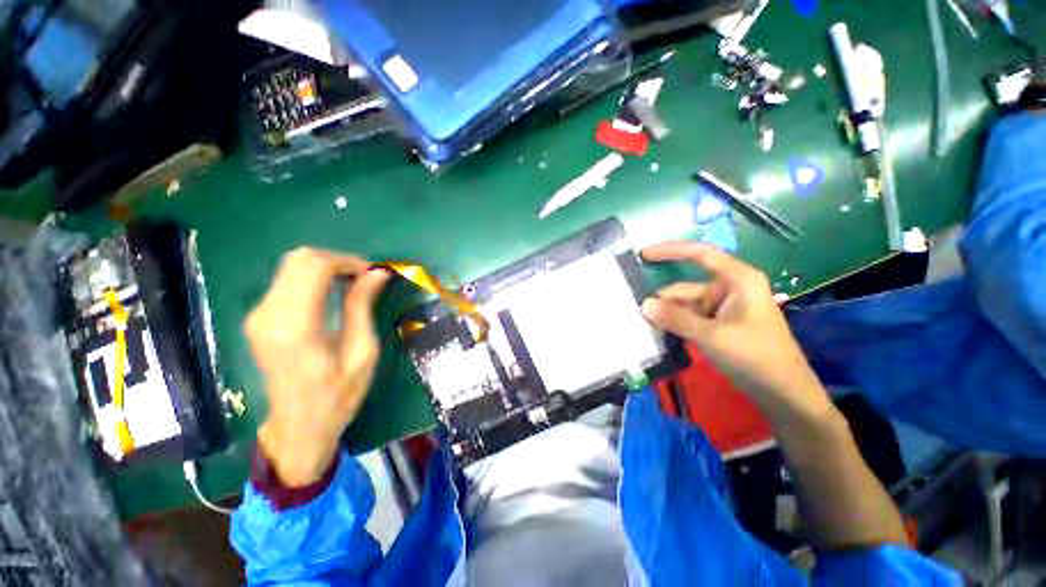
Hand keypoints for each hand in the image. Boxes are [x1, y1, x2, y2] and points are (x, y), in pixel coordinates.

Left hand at [245, 248, 389, 486]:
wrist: (299, 426)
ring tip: (353, 285)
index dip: (348, 261)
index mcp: (296, 326)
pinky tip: (333, 293)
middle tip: (364, 278)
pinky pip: (287, 281)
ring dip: (326, 268)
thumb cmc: (339, 394)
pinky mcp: (258, 318)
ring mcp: (258, 315)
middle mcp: (269, 314)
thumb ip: (362, 306)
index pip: (315, 267)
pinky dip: (313, 278)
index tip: (372, 273)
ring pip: (291, 266)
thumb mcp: (362, 351)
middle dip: (337, 261)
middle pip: (299, 259)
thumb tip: (377, 274)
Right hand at [640, 242, 830, 418]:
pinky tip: (658, 334)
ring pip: (684, 306)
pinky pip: (689, 319)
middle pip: (686, 288)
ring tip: (642, 328)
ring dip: (666, 316)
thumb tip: (643, 304)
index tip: (643, 254)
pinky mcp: (718, 325)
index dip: (671, 250)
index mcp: (737, 280)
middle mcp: (728, 289)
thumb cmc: (757, 357)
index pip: (701, 255)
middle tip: (635, 314)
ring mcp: (723, 308)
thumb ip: (676, 319)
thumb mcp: (713, 336)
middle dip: (662, 301)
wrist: (784, 393)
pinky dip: (674, 325)